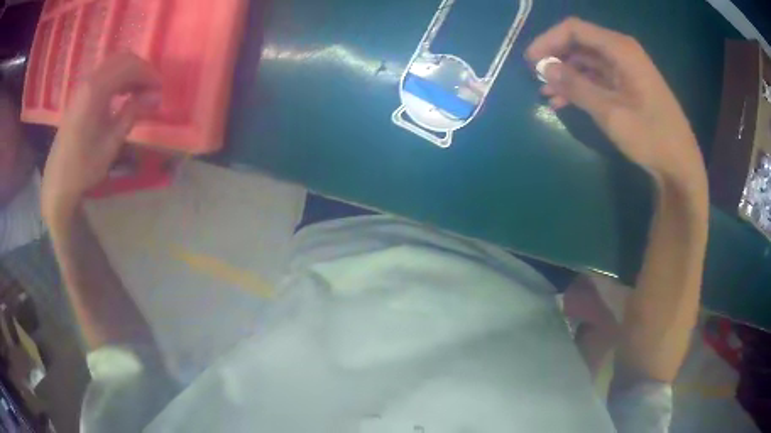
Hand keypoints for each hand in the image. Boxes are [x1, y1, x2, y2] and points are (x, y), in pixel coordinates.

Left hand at [41, 53, 159, 228]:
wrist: (58, 182)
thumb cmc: (84, 166)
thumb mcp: (111, 143)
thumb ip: (132, 113)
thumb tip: (155, 96)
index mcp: (96, 90)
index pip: (129, 66)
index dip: (148, 74)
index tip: (160, 89)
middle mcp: (89, 80)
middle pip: (122, 59)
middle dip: (141, 70)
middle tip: (151, 90)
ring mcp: (83, 86)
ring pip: (113, 64)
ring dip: (130, 74)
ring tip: (140, 93)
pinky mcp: (81, 94)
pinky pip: (104, 74)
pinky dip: (118, 79)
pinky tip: (123, 95)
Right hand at [526, 18, 706, 189]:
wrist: (680, 165)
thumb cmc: (650, 137)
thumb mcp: (610, 112)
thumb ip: (576, 86)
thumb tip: (544, 68)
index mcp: (620, 49)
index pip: (574, 29)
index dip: (548, 41)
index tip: (530, 61)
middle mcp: (622, 52)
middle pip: (580, 43)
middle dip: (556, 58)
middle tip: (536, 78)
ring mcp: (626, 69)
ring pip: (587, 61)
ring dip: (566, 75)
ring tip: (546, 94)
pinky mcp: (628, 86)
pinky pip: (598, 78)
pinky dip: (581, 87)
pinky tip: (564, 102)